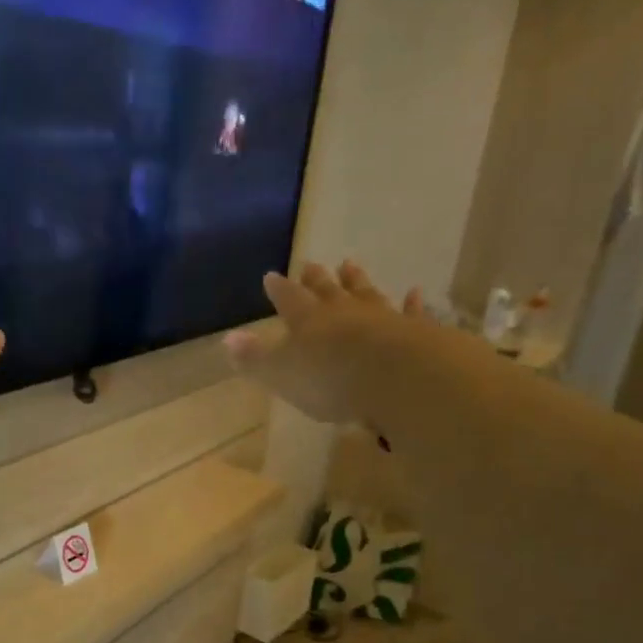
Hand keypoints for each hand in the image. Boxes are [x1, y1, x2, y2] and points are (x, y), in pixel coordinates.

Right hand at [224, 261, 414, 425]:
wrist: (393, 375)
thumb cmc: (328, 378)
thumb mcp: (280, 374)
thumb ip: (255, 358)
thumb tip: (227, 339)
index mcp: (307, 321)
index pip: (288, 300)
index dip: (279, 290)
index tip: (271, 276)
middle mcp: (342, 312)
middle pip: (326, 291)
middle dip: (316, 279)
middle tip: (310, 264)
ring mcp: (380, 317)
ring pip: (365, 293)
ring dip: (356, 280)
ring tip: (350, 265)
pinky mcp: (413, 331)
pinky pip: (410, 312)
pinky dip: (412, 303)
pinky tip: (415, 292)